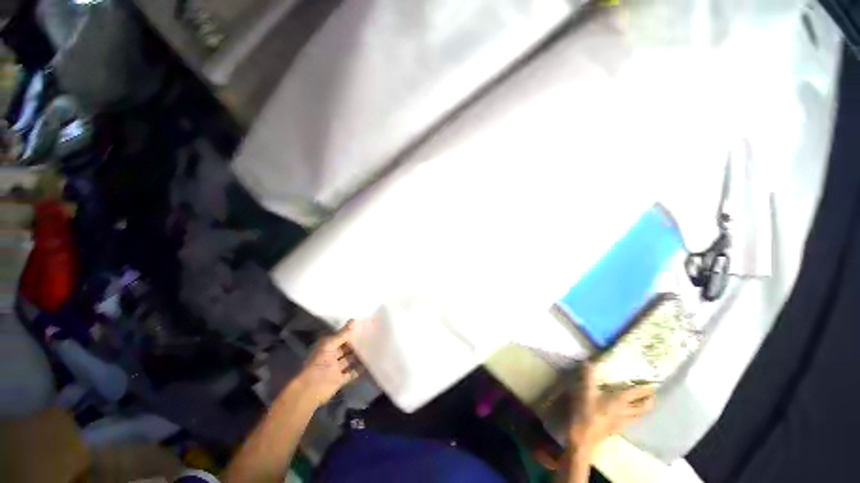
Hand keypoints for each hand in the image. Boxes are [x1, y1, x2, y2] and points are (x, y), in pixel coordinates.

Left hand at [295, 321, 365, 407]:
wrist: (312, 388)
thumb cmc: (319, 364)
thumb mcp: (329, 346)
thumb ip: (341, 335)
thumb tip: (353, 321)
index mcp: (326, 346)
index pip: (340, 337)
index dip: (350, 333)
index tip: (364, 328)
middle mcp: (331, 356)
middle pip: (346, 349)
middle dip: (356, 345)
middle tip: (373, 338)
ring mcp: (336, 368)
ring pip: (350, 360)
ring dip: (360, 357)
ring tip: (375, 350)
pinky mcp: (341, 379)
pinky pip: (352, 373)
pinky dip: (360, 370)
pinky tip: (371, 365)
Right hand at [568, 364, 655, 454]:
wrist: (582, 441)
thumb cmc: (586, 415)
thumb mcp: (586, 393)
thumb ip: (588, 376)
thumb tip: (588, 361)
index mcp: (622, 399)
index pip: (641, 391)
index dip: (649, 387)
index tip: (654, 382)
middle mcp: (626, 410)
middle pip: (645, 406)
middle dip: (650, 400)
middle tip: (651, 395)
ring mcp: (622, 423)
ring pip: (639, 416)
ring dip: (642, 410)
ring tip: (641, 405)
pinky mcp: (615, 431)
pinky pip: (629, 423)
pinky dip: (632, 419)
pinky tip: (626, 417)